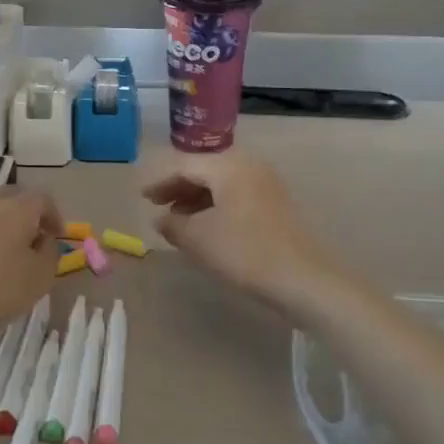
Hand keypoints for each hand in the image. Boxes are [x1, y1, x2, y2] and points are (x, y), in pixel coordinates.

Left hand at [0, 186, 62, 343]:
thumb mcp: (39, 278)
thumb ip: (50, 254)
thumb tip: (44, 240)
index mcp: (17, 208)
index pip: (43, 198)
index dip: (55, 215)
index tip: (58, 236)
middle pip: (12, 197)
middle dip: (27, 214)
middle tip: (33, 237)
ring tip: (2, 256)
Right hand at [142, 150, 338, 311]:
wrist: (302, 278)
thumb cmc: (244, 251)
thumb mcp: (199, 239)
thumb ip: (173, 224)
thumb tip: (160, 219)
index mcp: (228, 166)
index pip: (184, 165)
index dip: (160, 181)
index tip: (141, 196)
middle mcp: (248, 166)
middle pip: (205, 170)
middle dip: (178, 187)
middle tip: (156, 204)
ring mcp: (266, 183)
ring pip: (221, 183)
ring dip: (196, 198)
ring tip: (177, 219)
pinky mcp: (276, 203)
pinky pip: (237, 195)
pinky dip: (216, 205)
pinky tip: (206, 226)